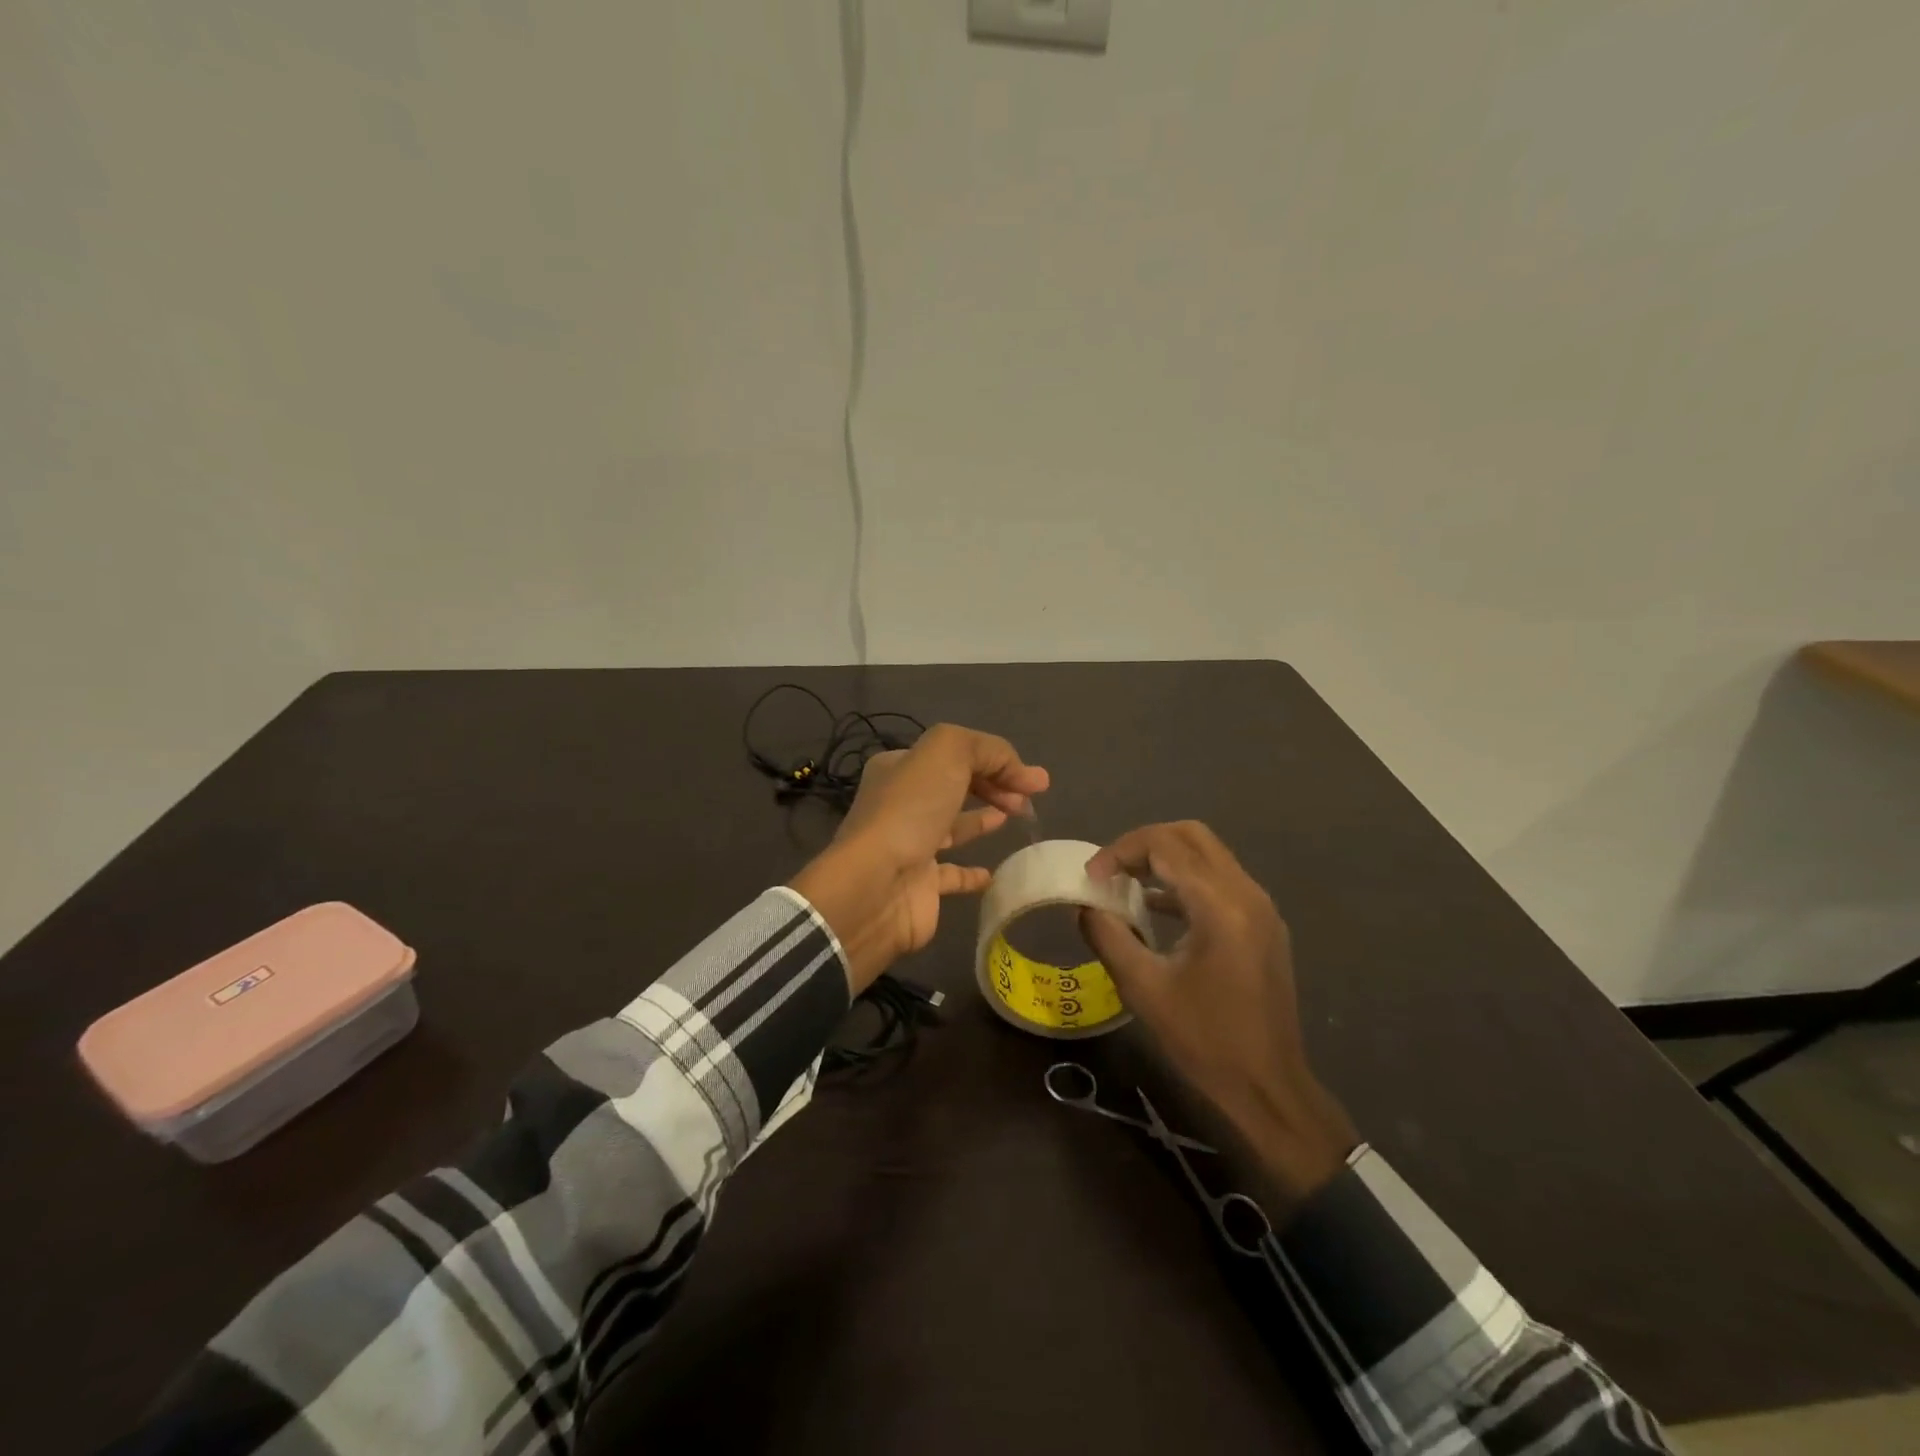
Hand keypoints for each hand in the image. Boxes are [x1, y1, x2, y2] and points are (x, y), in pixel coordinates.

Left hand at [790, 724, 1048, 993]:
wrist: (876, 885)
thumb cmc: (910, 810)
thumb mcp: (947, 752)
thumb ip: (988, 750)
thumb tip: (1022, 773)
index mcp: (899, 767)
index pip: (954, 754)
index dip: (996, 760)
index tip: (1033, 780)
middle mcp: (901, 803)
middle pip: (955, 786)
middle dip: (994, 785)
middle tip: (1028, 799)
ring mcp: (909, 845)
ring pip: (952, 826)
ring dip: (984, 818)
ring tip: (1016, 816)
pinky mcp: (920, 886)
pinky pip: (952, 875)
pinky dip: (975, 873)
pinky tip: (995, 872)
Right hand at [1079, 821, 1356, 1209]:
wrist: (1268, 1087)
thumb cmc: (1204, 1040)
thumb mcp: (1143, 988)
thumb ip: (1108, 936)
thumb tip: (1086, 906)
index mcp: (1220, 906)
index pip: (1164, 846)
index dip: (1120, 852)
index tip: (1091, 877)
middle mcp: (1247, 893)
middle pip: (1191, 836)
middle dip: (1144, 843)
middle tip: (1110, 869)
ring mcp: (1260, 907)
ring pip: (1208, 855)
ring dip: (1165, 859)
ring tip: (1125, 883)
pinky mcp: (1263, 924)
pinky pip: (1220, 880)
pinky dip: (1185, 880)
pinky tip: (1156, 908)